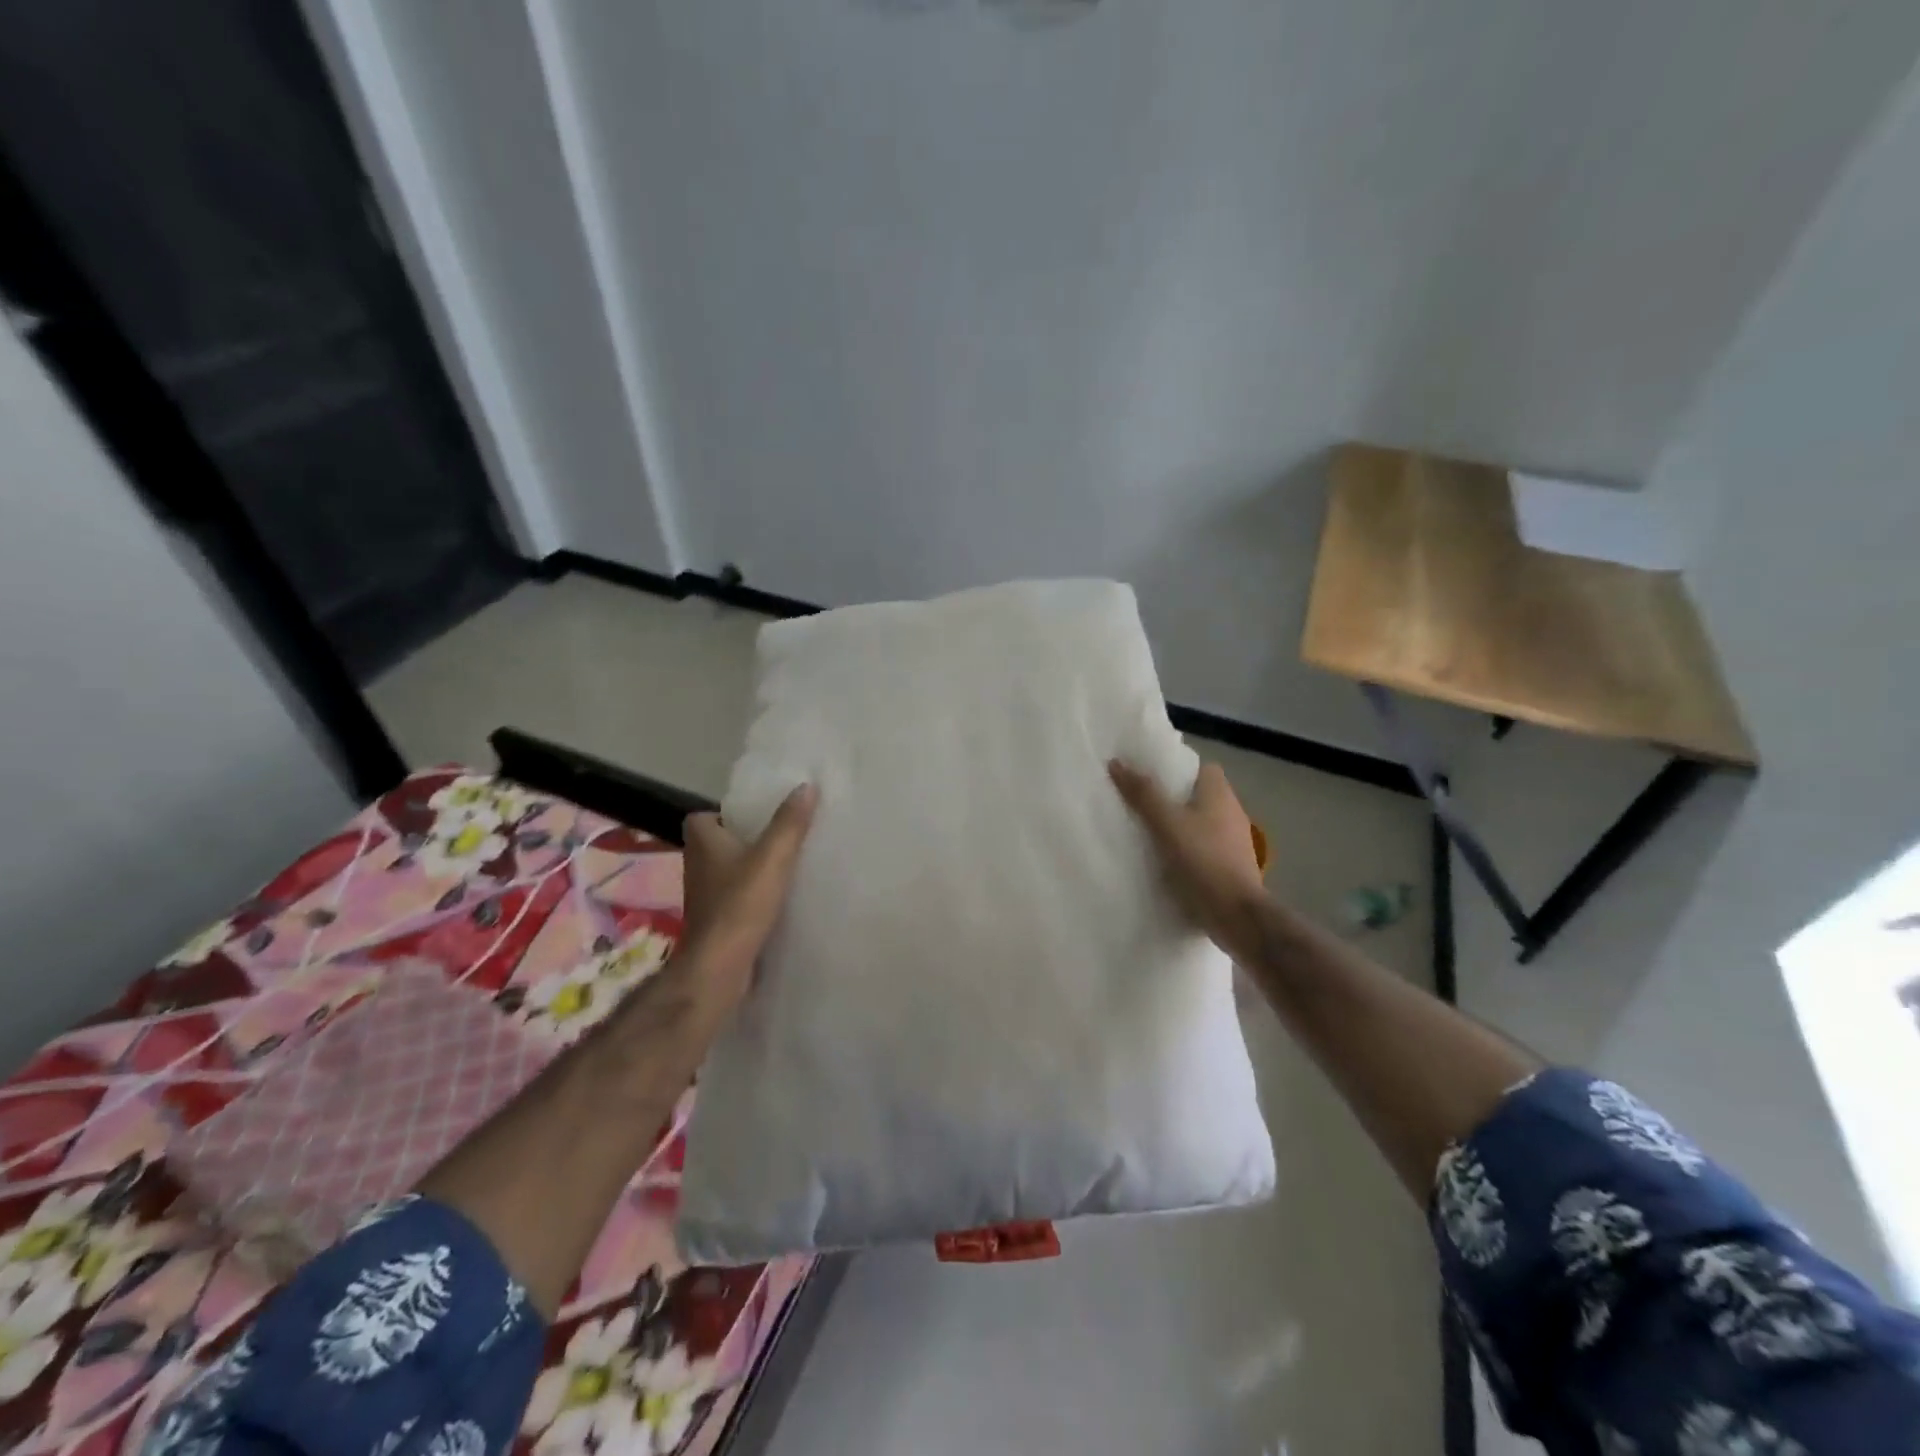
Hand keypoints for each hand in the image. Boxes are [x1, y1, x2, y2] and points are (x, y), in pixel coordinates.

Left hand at [678, 784, 817, 1006]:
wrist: (720, 967)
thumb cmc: (741, 904)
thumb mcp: (773, 857)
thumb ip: (789, 823)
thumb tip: (805, 785)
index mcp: (703, 843)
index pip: (702, 817)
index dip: (725, 814)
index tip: (756, 815)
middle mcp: (697, 867)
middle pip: (717, 844)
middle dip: (743, 840)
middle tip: (779, 836)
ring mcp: (705, 897)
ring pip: (726, 872)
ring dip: (748, 869)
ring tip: (785, 864)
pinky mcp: (717, 922)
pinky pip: (735, 898)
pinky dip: (751, 896)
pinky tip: (779, 898)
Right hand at [1109, 759, 1266, 957]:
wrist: (1236, 914)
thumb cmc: (1203, 860)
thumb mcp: (1166, 824)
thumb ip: (1143, 794)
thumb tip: (1116, 762)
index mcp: (1220, 794)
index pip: (1201, 767)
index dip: (1176, 769)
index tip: (1149, 776)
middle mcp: (1231, 812)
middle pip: (1198, 795)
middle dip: (1171, 799)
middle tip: (1138, 803)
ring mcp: (1233, 841)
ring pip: (1200, 823)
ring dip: (1177, 826)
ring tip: (1145, 832)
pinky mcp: (1229, 866)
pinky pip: (1202, 848)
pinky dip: (1185, 850)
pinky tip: (1163, 861)